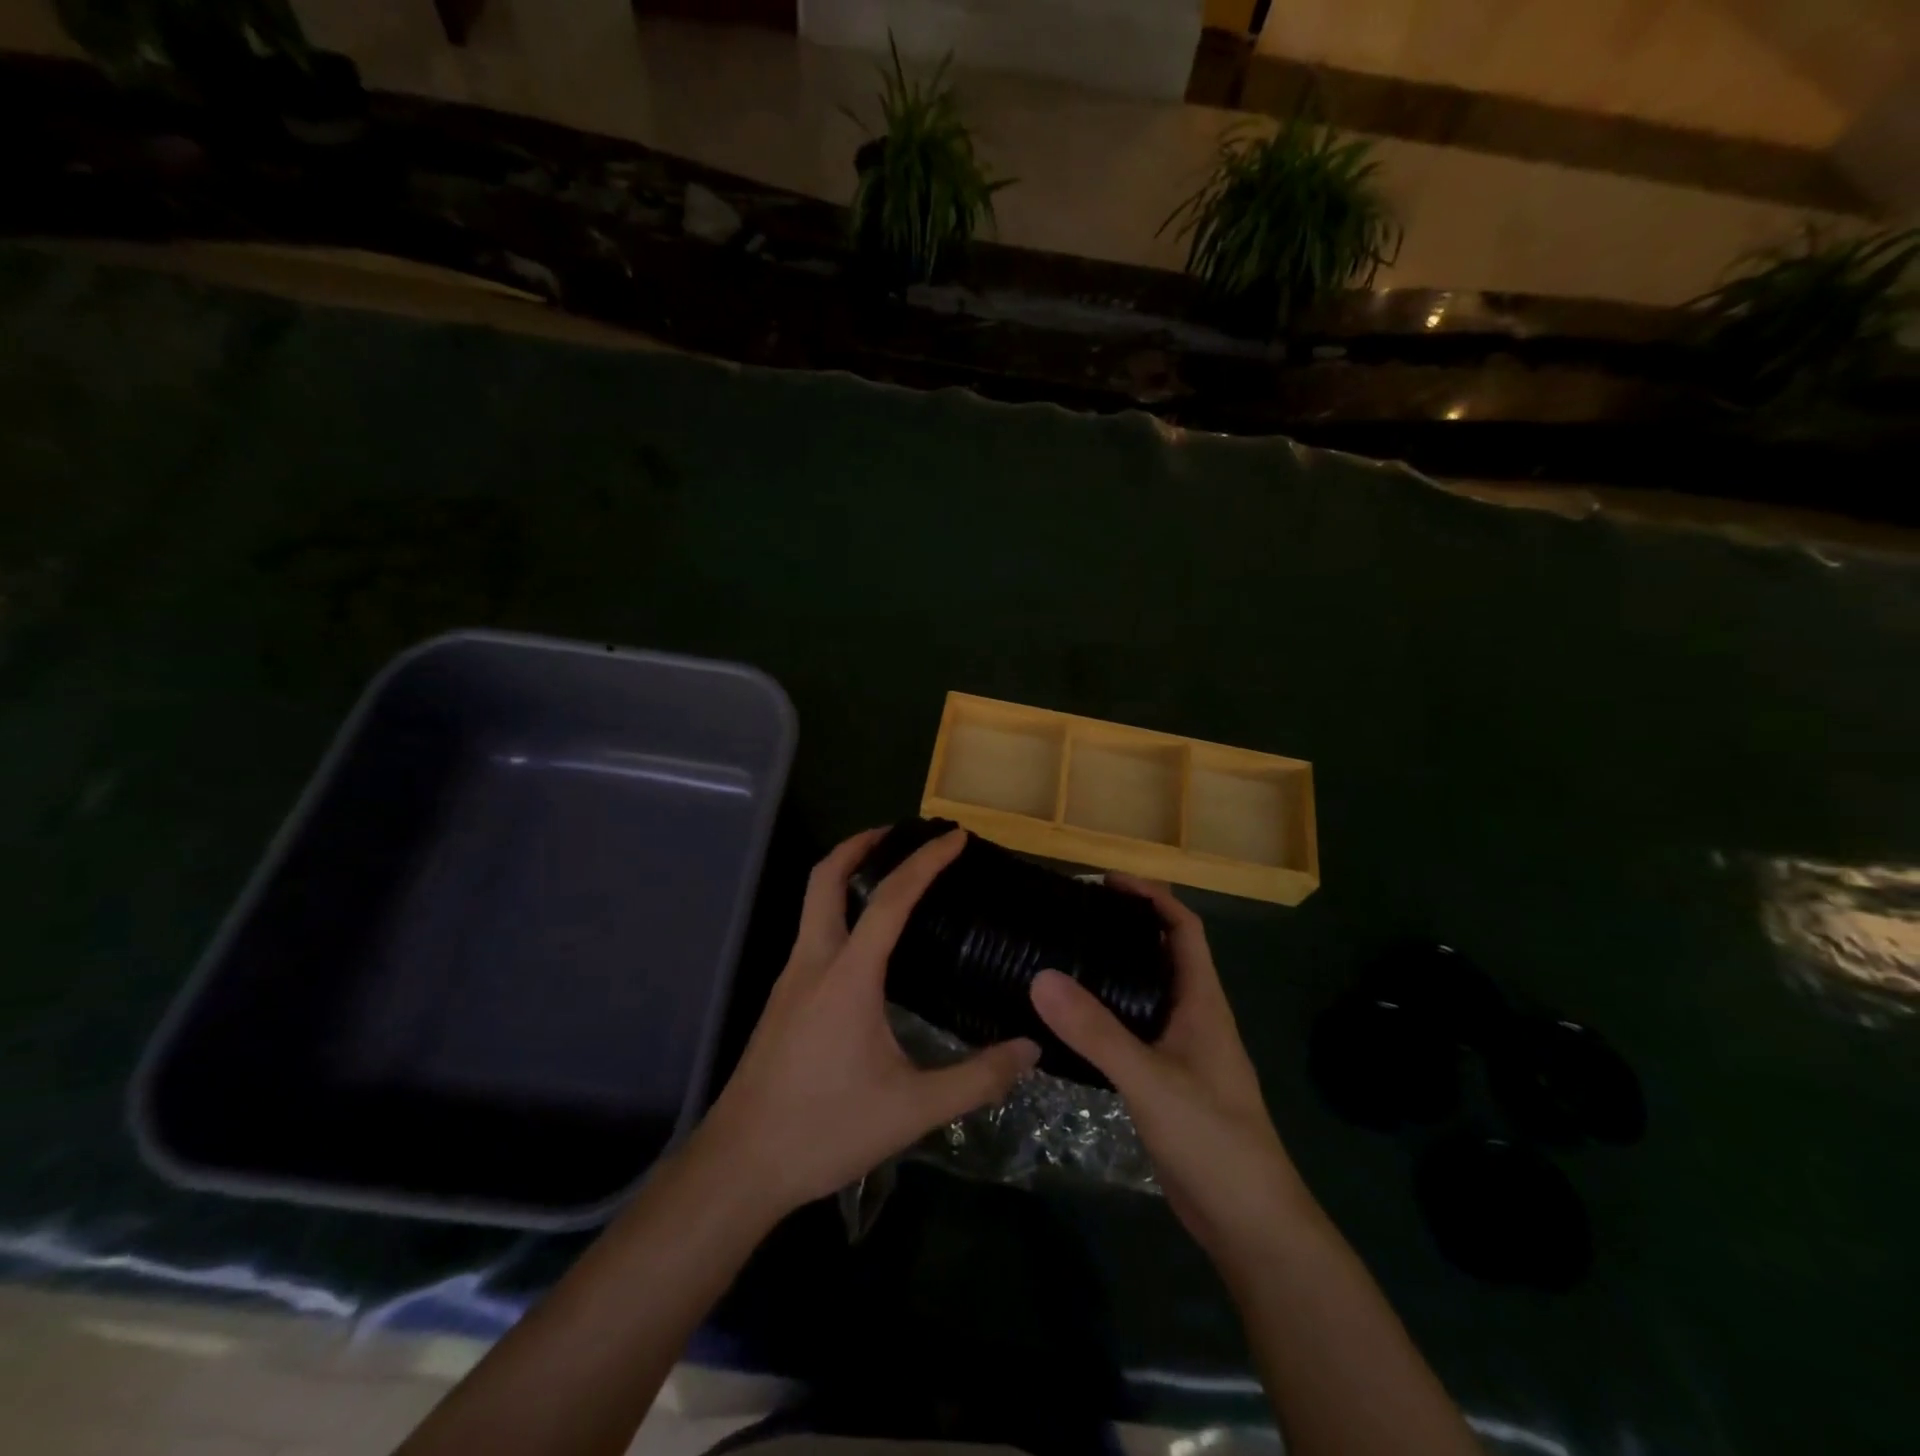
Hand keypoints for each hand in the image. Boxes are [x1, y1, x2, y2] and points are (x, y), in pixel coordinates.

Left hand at [694, 827, 1040, 1217]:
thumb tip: (1031, 1049)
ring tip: (891, 878)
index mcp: (848, 975)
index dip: (925, 861)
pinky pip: (814, 932)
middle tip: (900, 833)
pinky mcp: (783, 999)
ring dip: (847, 875)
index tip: (954, 837)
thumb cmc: (825, 1130)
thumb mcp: (912, 1108)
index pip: (891, 898)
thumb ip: (977, 1078)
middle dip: (861, 844)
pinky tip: (868, 944)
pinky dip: (840, 910)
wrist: (740, 1166)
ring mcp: (791, 979)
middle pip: (826, 878)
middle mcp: (814, 961)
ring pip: (814, 903)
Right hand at [1029, 878, 1310, 1265]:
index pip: (1184, 928)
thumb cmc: (1212, 1139)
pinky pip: (1135, 1029)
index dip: (1151, 896)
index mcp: (1202, 1002)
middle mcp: (1194, 1016)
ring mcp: (1182, 1050)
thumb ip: (1096, 1031)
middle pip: (1163, 953)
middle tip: (1071, 916)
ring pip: (1147, 992)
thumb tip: (1040, 976)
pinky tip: (1071, 1021)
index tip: (1106, 882)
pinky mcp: (1167, 1080)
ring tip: (1062, 956)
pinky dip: (1107, 1012)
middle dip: (1125, 926)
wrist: (1250, 1224)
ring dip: (1113, 969)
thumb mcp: (1150, 1080)